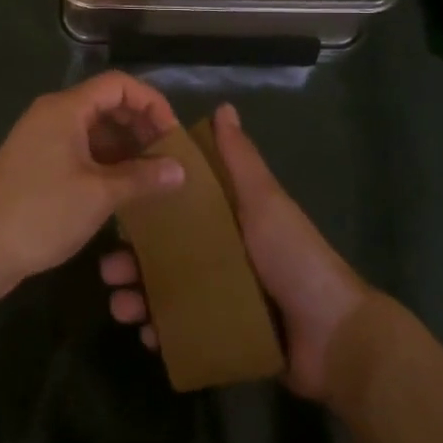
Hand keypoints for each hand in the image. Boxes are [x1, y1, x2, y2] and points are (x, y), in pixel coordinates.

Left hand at [0, 72, 185, 302]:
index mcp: (65, 109)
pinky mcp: (35, 164)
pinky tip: (123, 187)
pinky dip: (104, 161)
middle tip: (167, 156)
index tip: (173, 136)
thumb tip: (180, 169)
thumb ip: (143, 177)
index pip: (118, 84)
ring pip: (93, 129)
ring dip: (124, 146)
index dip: (152, 103)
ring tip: (152, 175)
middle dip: (140, 125)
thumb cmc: (42, 214)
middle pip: (106, 103)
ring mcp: (40, 139)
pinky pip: (79, 149)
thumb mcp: (100, 195)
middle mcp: (51, 115)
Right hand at [99, 102, 369, 400]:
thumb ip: (240, 160)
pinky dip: (163, 332)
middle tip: (109, 271)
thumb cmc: (293, 258)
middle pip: (165, 253)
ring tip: (123, 308)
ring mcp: (221, 297)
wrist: (333, 336)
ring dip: (139, 298)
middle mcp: (220, 255)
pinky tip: (149, 336)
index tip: (117, 211)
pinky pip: (183, 331)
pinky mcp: (223, 334)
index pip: (177, 209)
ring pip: (167, 293)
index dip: (146, 209)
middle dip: (133, 260)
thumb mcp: (264, 201)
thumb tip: (224, 107)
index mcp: (228, 221)